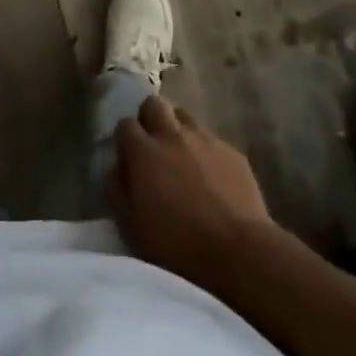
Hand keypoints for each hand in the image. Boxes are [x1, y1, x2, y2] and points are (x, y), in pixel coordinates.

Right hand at [109, 96, 280, 290]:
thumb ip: (117, 189)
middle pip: (155, 104)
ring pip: (185, 116)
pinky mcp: (232, 151)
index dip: (124, 139)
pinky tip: (210, 176)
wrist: (238, 251)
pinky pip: (211, 139)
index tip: (128, 158)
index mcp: (145, 152)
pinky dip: (204, 150)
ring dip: (177, 129)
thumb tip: (117, 167)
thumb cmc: (177, 244)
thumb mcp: (131, 225)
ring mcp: (206, 140)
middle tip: (152, 146)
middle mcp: (173, 135)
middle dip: (149, 118)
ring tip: (181, 157)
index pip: (125, 124)